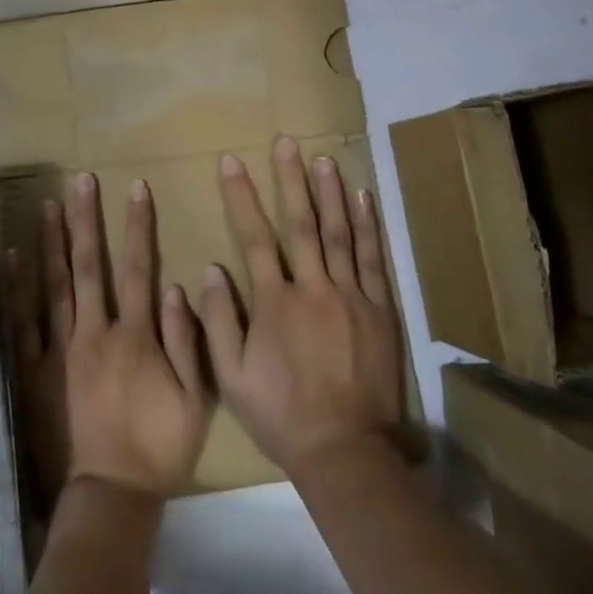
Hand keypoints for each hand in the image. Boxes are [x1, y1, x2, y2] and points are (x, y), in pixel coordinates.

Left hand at [5, 173, 210, 503]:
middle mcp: (94, 332)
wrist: (108, 496)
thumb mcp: (196, 400)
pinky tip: (13, 256)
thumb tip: (175, 285)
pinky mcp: (31, 370)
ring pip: (53, 285)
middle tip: (80, 181)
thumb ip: (187, 341)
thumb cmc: (158, 449)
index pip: (138, 268)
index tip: (135, 188)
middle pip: (89, 266)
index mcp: (135, 337)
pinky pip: (22, 322)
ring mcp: (58, 350)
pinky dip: (17, 287)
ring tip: (47, 204)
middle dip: (86, 220)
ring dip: (51, 242)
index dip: (138, 226)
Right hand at [193, 137, 402, 480]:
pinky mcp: (379, 310)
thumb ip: (220, 320)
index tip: (231, 162)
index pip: (254, 238)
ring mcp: (351, 297)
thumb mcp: (232, 376)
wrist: (345, 450)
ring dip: (331, 193)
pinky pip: (372, 260)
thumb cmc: (281, 414)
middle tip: (287, 142)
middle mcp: (314, 289)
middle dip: (291, 180)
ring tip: (324, 158)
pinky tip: (363, 199)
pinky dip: (368, 226)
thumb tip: (213, 269)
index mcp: (275, 303)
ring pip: (340, 234)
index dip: (241, 197)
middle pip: (301, 224)